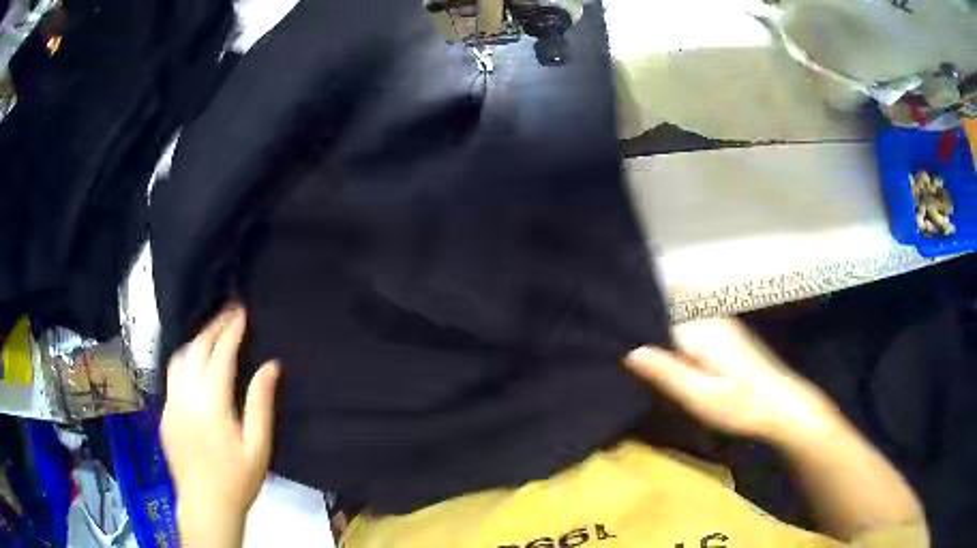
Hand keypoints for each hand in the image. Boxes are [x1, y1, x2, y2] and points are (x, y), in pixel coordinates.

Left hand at [161, 304, 279, 546]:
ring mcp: (171, 404)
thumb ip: (261, 403)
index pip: (220, 355)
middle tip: (229, 312)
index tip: (241, 312)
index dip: (231, 330)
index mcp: (211, 404)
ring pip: (179, 359)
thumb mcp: (258, 446)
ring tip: (211, 333)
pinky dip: (184, 360)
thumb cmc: (238, 479)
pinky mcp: (165, 414)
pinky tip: (194, 365)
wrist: (206, 505)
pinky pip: (172, 376)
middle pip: (197, 350)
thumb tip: (270, 366)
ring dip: (196, 341)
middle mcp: (186, 397)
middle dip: (213, 327)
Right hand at [625, 317, 837, 443]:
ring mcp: (720, 321)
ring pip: (680, 307)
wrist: (782, 404)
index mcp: (702, 329)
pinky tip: (665, 343)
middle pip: (668, 301)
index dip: (634, 312)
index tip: (608, 317)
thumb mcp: (701, 397)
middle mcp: (710, 316)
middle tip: (613, 325)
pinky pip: (691, 316)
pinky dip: (673, 322)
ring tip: (631, 332)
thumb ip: (667, 373)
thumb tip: (630, 349)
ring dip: (658, 314)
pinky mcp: (726, 331)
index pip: (659, 308)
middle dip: (644, 308)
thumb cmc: (742, 405)